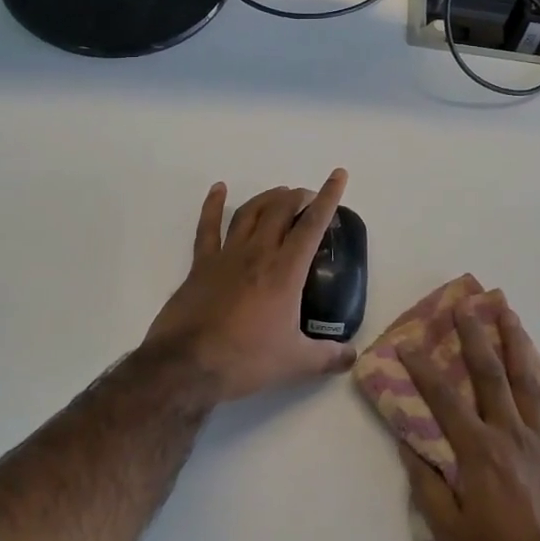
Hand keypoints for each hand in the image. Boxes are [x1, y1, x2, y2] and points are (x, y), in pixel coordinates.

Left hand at [144, 172, 355, 402]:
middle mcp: (258, 253)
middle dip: (297, 197)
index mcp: (285, 271)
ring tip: (280, 193)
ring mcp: (227, 255)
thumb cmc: (245, 360)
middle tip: (308, 198)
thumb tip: (353, 356)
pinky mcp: (201, 264)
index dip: (328, 197)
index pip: (312, 225)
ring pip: (250, 212)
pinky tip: (218, 189)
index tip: (337, 175)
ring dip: (267, 198)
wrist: (186, 365)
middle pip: (280, 210)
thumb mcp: (295, 362)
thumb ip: (328, 356)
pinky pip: (207, 227)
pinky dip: (213, 205)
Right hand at [400, 297, 539, 540]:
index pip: (443, 400)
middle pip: (490, 375)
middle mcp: (511, 435)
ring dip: (517, 345)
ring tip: (508, 314)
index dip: (423, 370)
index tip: (408, 345)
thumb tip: (408, 444)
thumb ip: (426, 485)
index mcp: (479, 452)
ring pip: (529, 383)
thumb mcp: (449, 532)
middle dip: (474, 337)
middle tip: (464, 306)